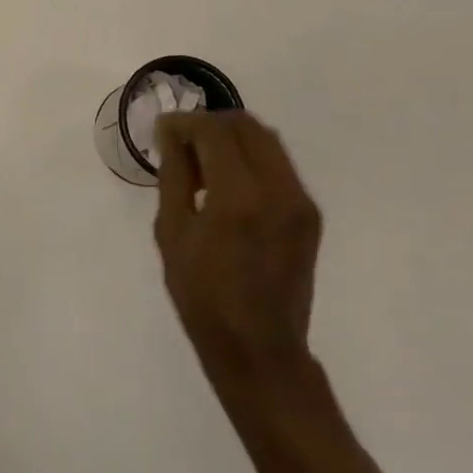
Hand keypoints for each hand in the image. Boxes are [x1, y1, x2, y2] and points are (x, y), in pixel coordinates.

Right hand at [154, 111, 321, 385]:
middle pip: (246, 125)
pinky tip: (229, 183)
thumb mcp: (172, 233)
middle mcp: (277, 188)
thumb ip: (174, 175)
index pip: (213, 131)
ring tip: (204, 162)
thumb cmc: (203, 296)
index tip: (163, 130)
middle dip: (210, 124)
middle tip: (182, 143)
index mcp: (238, 196)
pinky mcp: (310, 213)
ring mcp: (300, 200)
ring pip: (267, 140)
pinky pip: (279, 165)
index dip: (184, 122)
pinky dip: (251, 158)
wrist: (260, 349)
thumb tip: (170, 135)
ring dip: (233, 138)